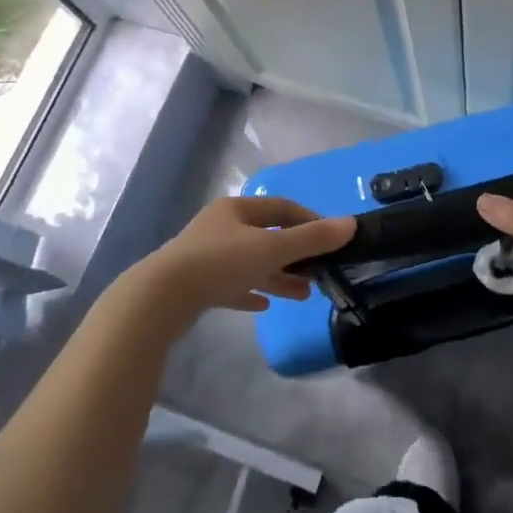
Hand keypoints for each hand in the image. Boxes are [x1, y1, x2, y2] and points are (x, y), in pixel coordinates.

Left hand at [138, 196, 353, 317]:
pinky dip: (250, 291)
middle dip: (295, 253)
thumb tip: (351, 223)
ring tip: (303, 294)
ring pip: (250, 262)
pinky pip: (230, 285)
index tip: (330, 237)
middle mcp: (220, 227)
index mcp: (236, 209)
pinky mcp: (195, 285)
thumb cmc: (220, 263)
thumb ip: (312, 239)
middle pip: (266, 235)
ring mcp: (205, 256)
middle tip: (319, 271)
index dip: (308, 219)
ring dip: (277, 275)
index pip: (281, 207)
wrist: (160, 298)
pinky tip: (264, 305)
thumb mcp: (272, 249)